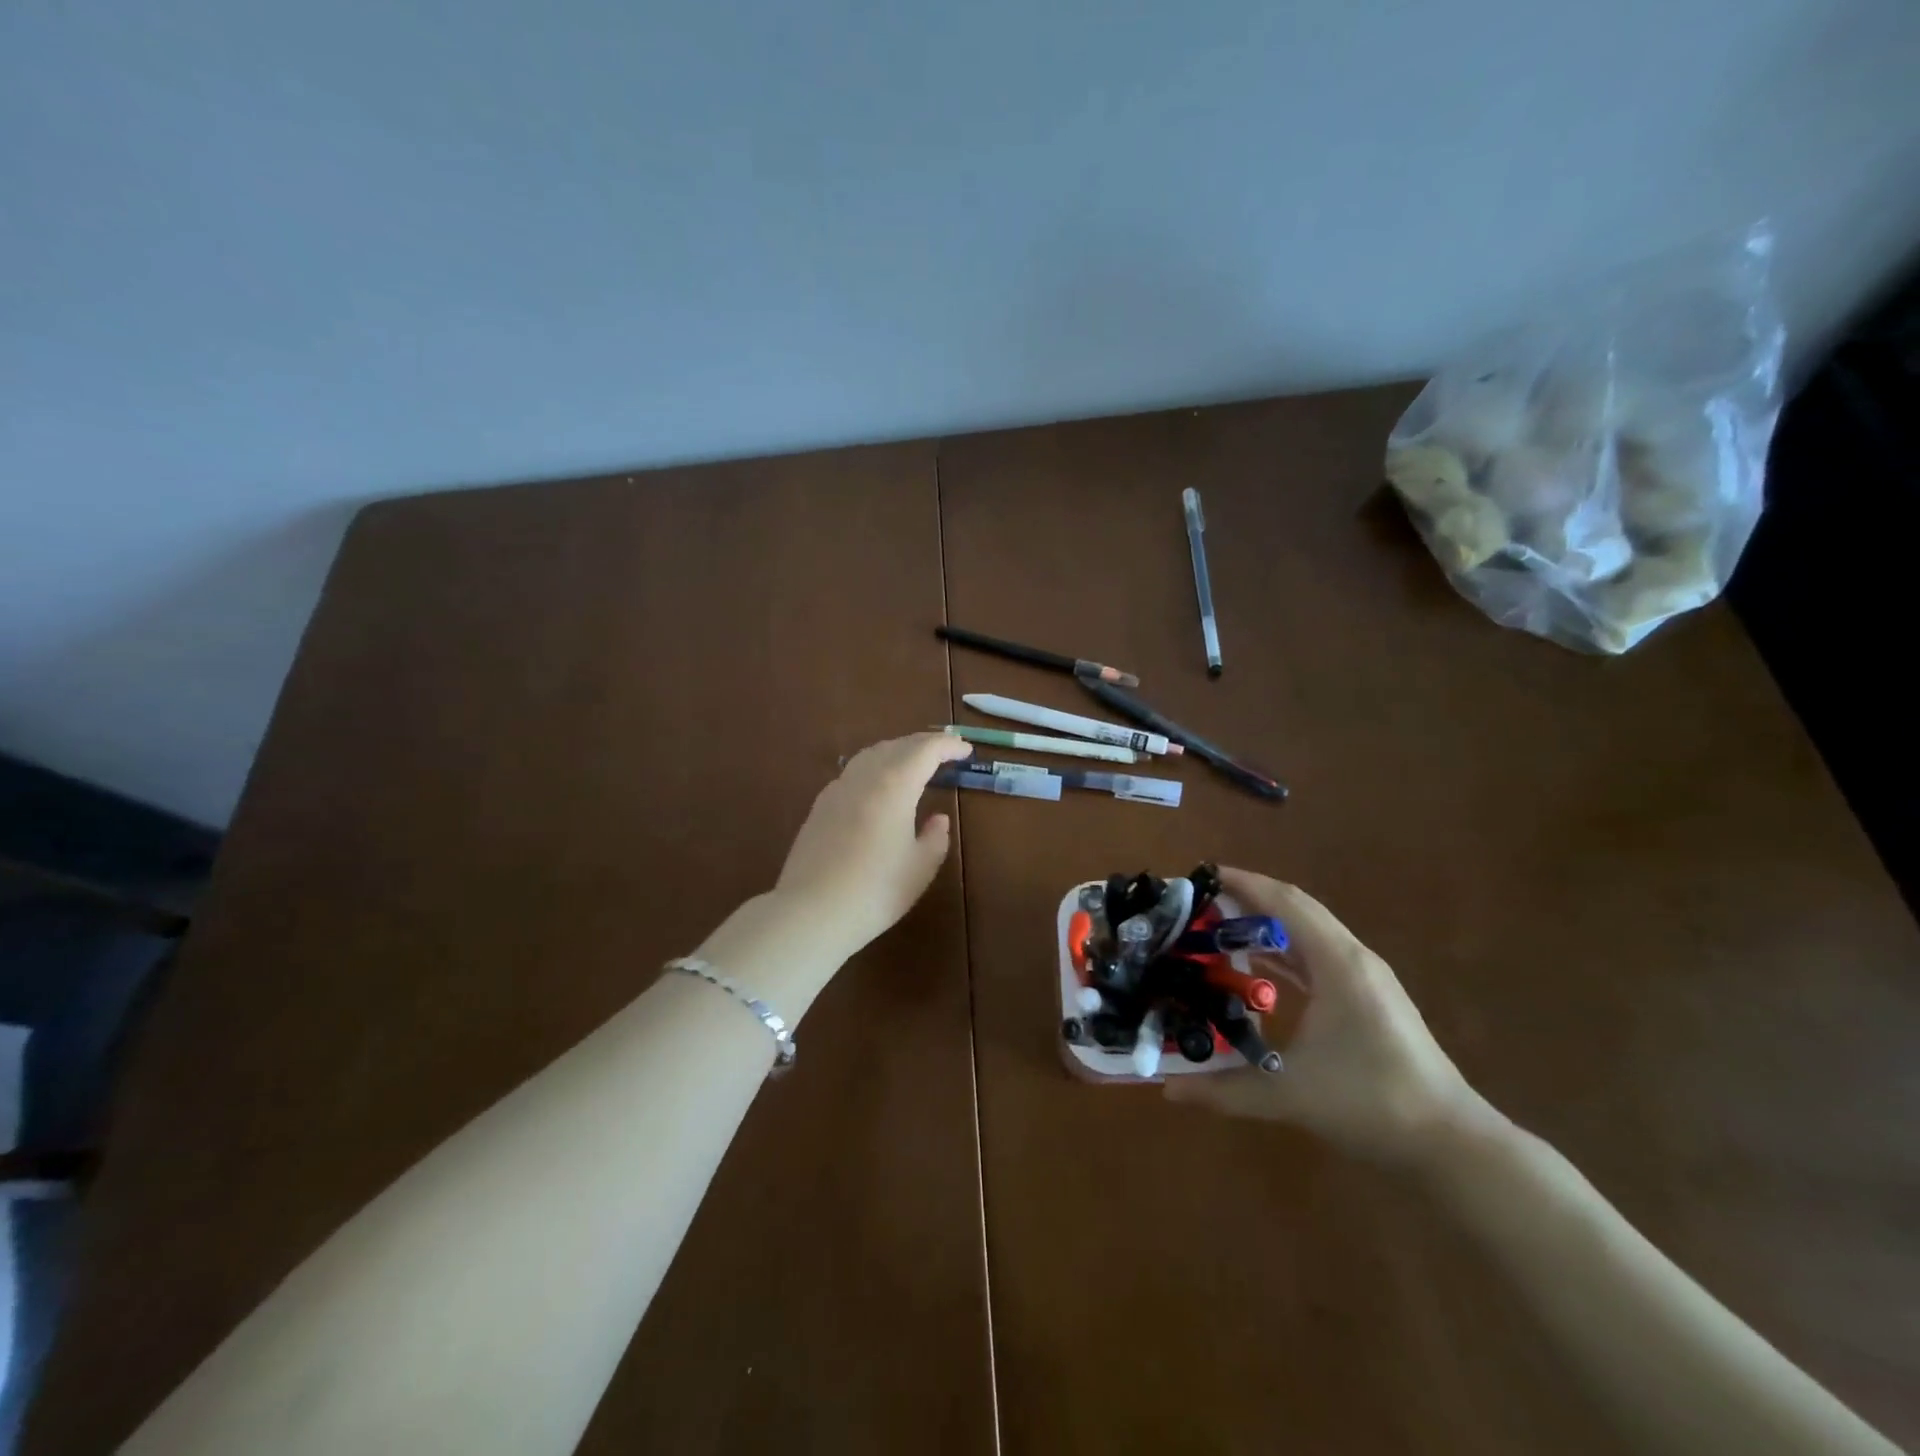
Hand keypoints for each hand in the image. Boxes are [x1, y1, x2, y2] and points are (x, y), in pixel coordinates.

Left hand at [772, 733, 972, 958]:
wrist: (811, 911)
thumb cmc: (875, 890)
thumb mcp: (920, 868)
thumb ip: (935, 837)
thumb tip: (937, 819)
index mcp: (894, 785)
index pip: (926, 750)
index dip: (948, 746)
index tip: (966, 750)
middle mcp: (864, 777)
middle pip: (896, 746)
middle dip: (923, 744)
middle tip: (945, 753)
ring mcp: (837, 789)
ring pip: (871, 755)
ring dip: (897, 752)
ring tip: (913, 764)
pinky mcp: (820, 807)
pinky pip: (853, 773)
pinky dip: (875, 768)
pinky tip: (878, 788)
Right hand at [1165, 868, 1490, 1167]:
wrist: (1453, 1145)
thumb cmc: (1371, 1104)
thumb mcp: (1289, 1095)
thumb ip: (1223, 1090)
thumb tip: (1165, 1090)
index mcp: (1337, 963)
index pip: (1284, 902)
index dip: (1242, 883)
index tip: (1200, 876)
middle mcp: (1352, 958)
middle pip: (1295, 908)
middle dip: (1248, 898)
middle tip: (1200, 903)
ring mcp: (1365, 978)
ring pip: (1308, 932)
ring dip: (1267, 924)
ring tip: (1218, 929)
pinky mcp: (1369, 998)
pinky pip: (1317, 956)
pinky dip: (1284, 951)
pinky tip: (1257, 968)